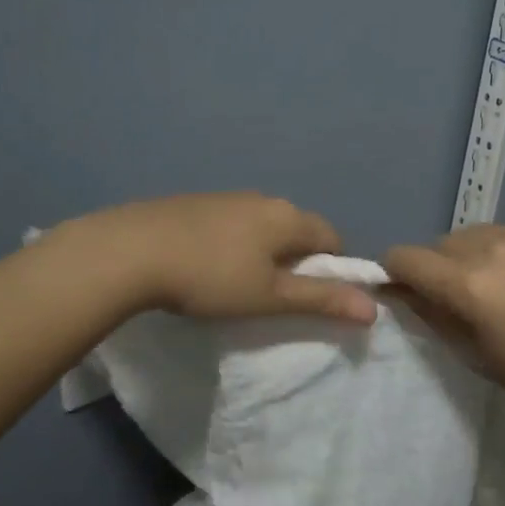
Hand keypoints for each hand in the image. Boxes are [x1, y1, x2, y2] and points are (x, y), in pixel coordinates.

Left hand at [65, 193, 377, 325]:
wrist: (131, 250)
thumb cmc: (211, 277)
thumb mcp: (270, 296)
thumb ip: (321, 300)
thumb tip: (373, 309)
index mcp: (287, 216)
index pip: (332, 237)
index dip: (332, 268)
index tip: (311, 297)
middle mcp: (263, 198)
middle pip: (297, 228)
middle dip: (296, 260)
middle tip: (274, 296)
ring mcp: (226, 196)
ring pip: (262, 225)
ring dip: (263, 251)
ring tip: (238, 284)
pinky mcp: (195, 202)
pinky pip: (232, 222)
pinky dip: (233, 242)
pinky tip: (207, 265)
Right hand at [383, 225, 504, 421]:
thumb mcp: (475, 355)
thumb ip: (433, 316)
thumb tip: (405, 292)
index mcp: (468, 283)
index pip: (404, 257)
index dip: (394, 273)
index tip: (403, 292)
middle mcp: (489, 246)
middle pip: (438, 244)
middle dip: (435, 267)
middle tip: (457, 300)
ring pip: (472, 234)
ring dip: (467, 256)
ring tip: (496, 288)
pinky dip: (502, 252)